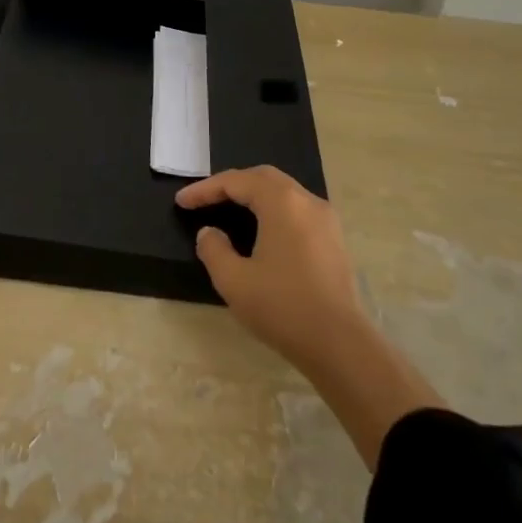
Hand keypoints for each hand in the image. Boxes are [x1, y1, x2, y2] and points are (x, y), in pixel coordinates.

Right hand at [177, 165, 367, 372]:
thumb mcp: (233, 280)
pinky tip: (261, 230)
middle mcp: (307, 201)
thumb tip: (209, 233)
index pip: (236, 182)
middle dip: (230, 185)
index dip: (205, 189)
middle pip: (262, 178)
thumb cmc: (283, 307)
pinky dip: (272, 209)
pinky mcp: (334, 239)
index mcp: (282, 203)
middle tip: (204, 199)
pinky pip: (297, 209)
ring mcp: (325, 219)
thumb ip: (213, 249)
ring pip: (283, 192)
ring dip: (253, 195)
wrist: (341, 345)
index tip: (181, 202)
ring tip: (229, 210)